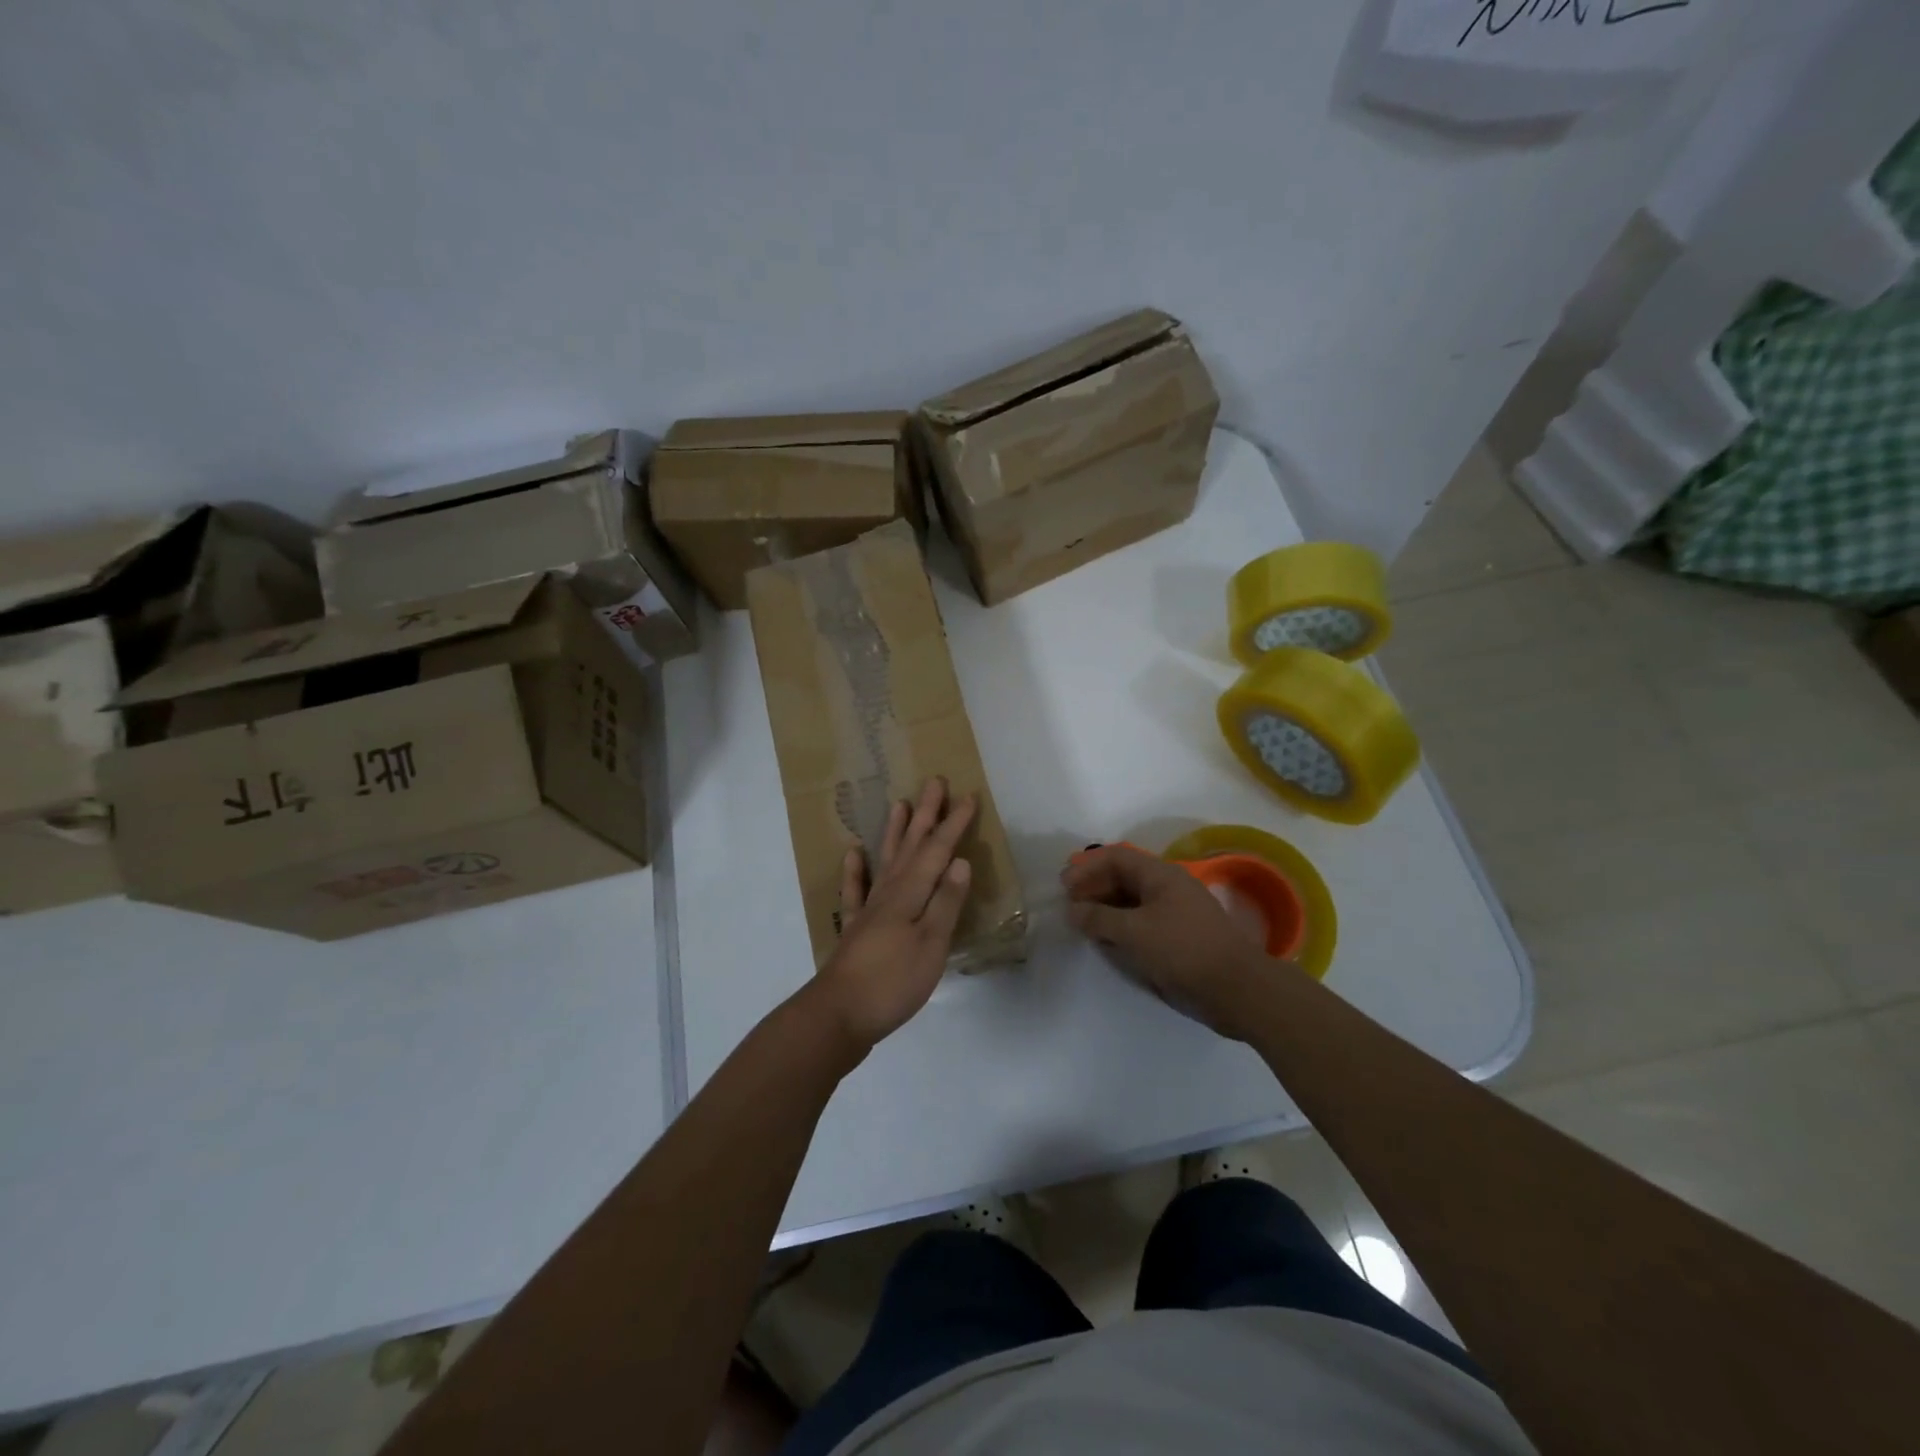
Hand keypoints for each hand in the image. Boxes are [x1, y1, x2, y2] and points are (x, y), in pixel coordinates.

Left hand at [808, 777, 976, 1054]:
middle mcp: (889, 893)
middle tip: (934, 782)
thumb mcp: (931, 945)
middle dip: (925, 815)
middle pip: (911, 847)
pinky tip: (853, 854)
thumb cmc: (893, 982)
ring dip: (894, 832)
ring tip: (899, 804)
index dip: (953, 824)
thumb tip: (959, 861)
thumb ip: (946, 903)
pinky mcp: (855, 929)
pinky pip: (854, 891)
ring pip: (886, 860)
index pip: (937, 851)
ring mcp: (869, 910)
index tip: (967, 796)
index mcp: (911, 895)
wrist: (838, 1014)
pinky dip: (855, 871)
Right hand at [1061, 843, 1274, 1040]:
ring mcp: (1174, 913)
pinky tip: (1107, 942)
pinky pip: (1141, 924)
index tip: (1063, 886)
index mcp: (1160, 875)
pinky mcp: (1177, 938)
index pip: (1116, 857)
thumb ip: (1099, 919)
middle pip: (1122, 877)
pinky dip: (1120, 928)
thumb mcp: (1135, 932)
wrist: (1237, 990)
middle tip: (1068, 907)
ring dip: (1105, 910)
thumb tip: (1072, 910)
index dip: (1087, 867)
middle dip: (1093, 888)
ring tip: (1082, 925)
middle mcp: (1167, 888)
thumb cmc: (1183, 950)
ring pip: (1131, 902)